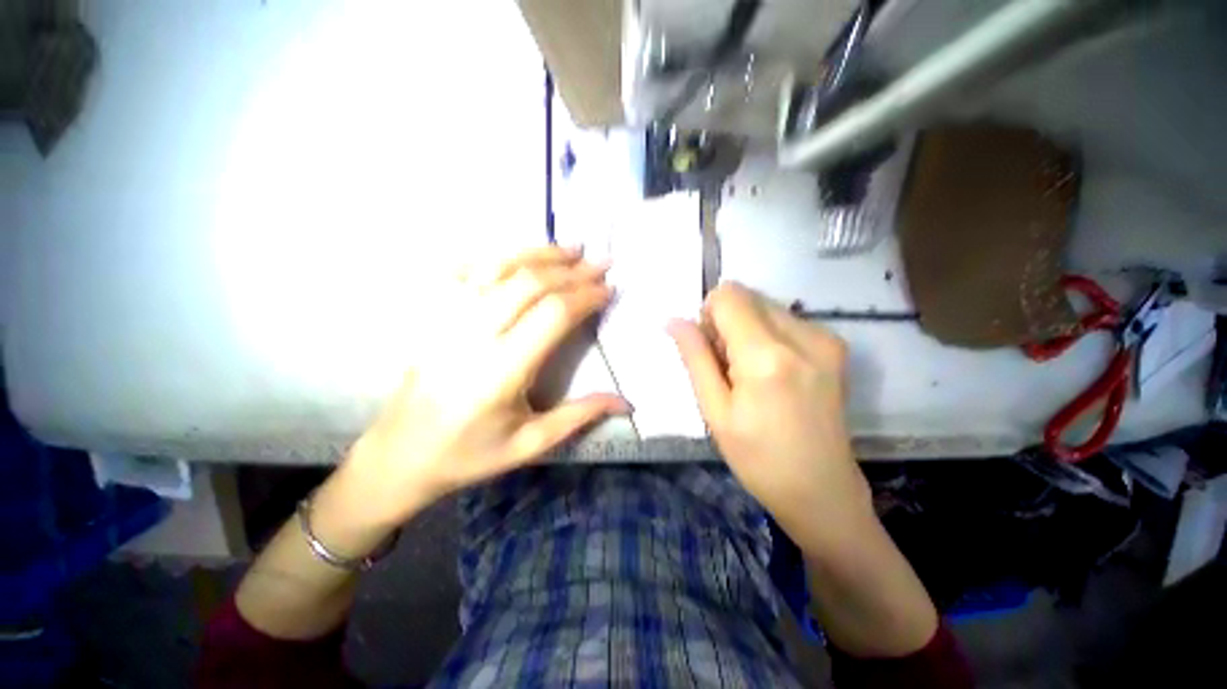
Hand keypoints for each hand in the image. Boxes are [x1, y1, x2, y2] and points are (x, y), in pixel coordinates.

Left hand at [337, 246, 627, 527]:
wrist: (400, 455)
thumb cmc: (469, 454)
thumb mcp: (530, 444)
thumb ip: (580, 416)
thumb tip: (626, 402)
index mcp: (500, 372)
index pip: (552, 315)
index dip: (585, 296)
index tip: (609, 290)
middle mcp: (472, 337)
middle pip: (529, 284)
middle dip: (571, 270)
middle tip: (600, 263)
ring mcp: (447, 320)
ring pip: (497, 268)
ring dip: (538, 254)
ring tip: (570, 249)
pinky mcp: (433, 316)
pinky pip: (465, 271)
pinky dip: (497, 256)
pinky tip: (519, 254)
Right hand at [667, 283, 872, 545]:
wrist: (822, 490)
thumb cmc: (758, 458)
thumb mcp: (715, 411)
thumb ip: (695, 358)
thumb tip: (674, 320)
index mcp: (766, 357)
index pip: (729, 296)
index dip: (708, 315)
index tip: (708, 348)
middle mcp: (803, 336)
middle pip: (748, 296)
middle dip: (727, 321)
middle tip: (727, 366)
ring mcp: (826, 338)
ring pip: (766, 305)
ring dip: (747, 328)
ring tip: (750, 372)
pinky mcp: (835, 346)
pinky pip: (786, 319)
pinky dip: (768, 335)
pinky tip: (773, 372)